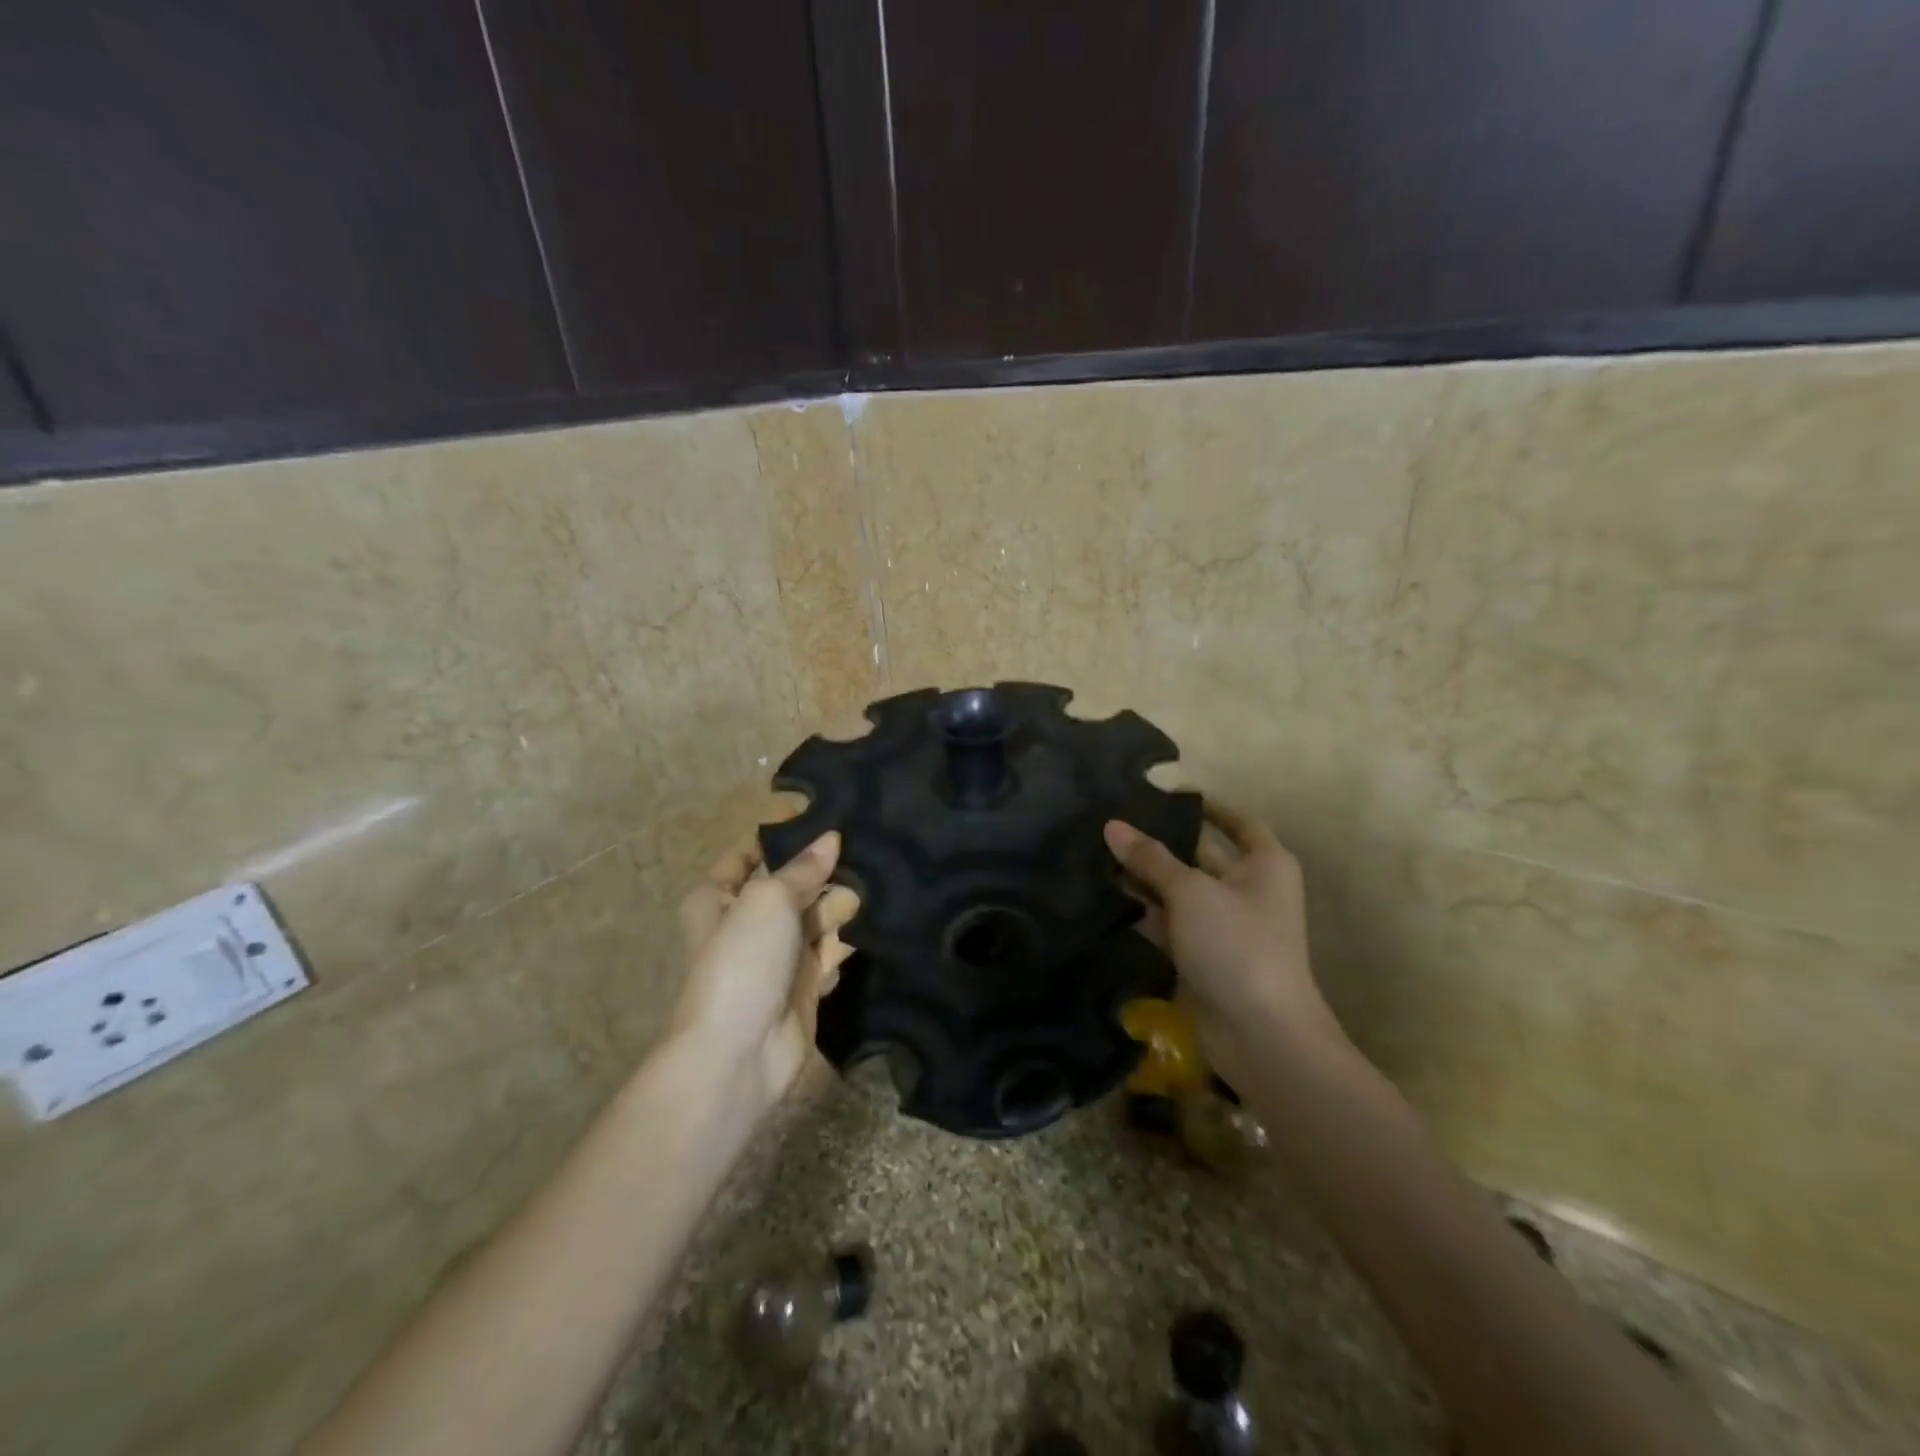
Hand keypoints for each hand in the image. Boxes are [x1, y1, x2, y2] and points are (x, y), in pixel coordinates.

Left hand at [670, 829, 859, 1116]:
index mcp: (718, 896)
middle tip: (870, 843)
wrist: (739, 1052)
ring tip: (884, 877)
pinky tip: (880, 917)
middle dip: (823, 869)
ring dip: (842, 903)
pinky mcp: (803, 983)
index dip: (781, 833)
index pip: (749, 852)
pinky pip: (830, 950)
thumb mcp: (768, 899)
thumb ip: (802, 869)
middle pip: (789, 884)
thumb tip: (832, 837)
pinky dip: (849, 938)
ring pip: (814, 916)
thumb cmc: (742, 961)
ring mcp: (776, 954)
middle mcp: (745, 921)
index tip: (824, 814)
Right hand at [1104, 801, 1343, 1075]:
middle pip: (1201, 854)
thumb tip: (1112, 825)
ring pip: (1181, 890)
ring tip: (1099, 854)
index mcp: (1264, 863)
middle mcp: (1249, 888)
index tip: (1166, 794)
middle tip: (1114, 823)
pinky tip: (1108, 898)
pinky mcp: (1205, 955)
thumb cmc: (1236, 943)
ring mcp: (1226, 925)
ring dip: (1147, 878)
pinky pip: (1172, 923)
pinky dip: (1146, 913)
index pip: (1238, 822)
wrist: (1259, 1032)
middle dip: (1161, 842)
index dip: (1206, 807)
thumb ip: (1149, 857)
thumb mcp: (1189, 891)